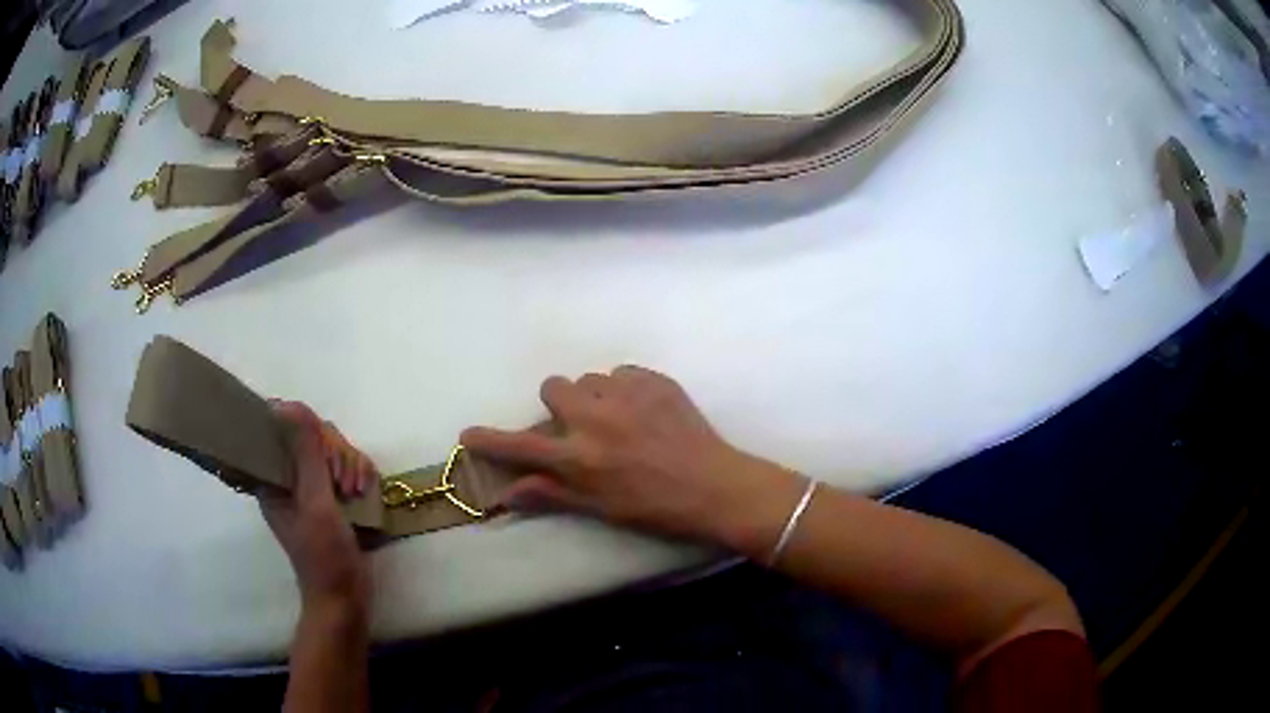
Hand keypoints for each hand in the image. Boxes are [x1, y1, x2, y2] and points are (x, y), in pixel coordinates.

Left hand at [262, 401, 377, 610]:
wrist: (346, 597)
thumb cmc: (323, 555)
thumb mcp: (315, 503)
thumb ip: (306, 454)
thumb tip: (288, 406)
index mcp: (273, 477)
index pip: (286, 430)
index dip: (309, 434)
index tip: (327, 458)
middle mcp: (289, 478)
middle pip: (314, 438)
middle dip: (337, 456)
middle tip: (346, 485)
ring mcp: (311, 488)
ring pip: (334, 452)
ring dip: (351, 466)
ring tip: (358, 492)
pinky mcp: (332, 498)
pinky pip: (347, 467)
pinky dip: (360, 475)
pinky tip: (365, 493)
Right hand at [461, 367, 799, 549]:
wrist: (715, 486)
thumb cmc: (656, 508)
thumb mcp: (601, 509)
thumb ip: (552, 493)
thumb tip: (507, 493)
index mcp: (580, 458)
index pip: (521, 447)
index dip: (490, 441)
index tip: (469, 434)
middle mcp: (596, 419)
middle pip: (553, 387)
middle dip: (559, 404)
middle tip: (580, 425)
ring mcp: (627, 395)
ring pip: (590, 379)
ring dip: (594, 396)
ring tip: (618, 418)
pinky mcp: (655, 381)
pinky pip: (624, 372)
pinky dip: (625, 388)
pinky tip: (643, 410)